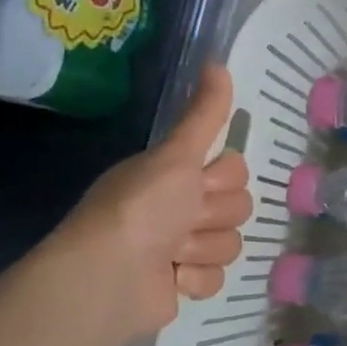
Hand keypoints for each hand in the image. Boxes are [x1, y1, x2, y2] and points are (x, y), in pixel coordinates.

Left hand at [47, 65, 253, 343]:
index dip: (222, 179)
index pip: (235, 169)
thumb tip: (217, 62)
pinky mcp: (184, 283)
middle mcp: (178, 207)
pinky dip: (195, 279)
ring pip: (231, 242)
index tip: (198, 185)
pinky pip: (218, 277)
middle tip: (181, 221)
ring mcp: (181, 247)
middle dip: (212, 217)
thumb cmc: (142, 211)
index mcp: (174, 174)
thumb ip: (204, 116)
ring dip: (202, 249)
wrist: (108, 278)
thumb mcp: (175, 156)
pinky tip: (171, 278)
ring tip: (170, 254)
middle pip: (239, 207)